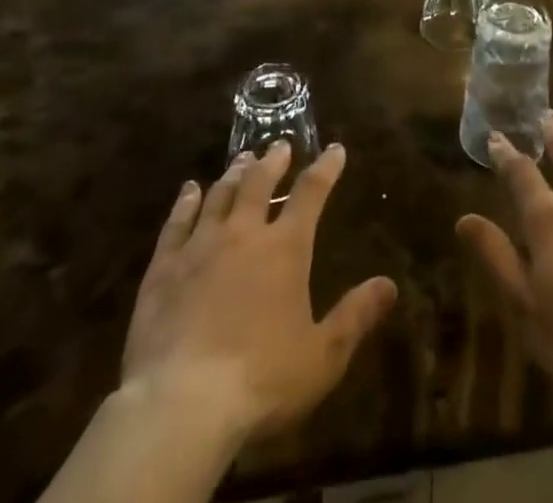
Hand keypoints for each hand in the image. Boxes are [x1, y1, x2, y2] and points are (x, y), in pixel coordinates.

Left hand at [119, 142, 397, 444]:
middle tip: (279, 146)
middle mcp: (243, 234)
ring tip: (242, 160)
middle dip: (273, 161)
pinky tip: (189, 190)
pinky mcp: (163, 270)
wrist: (181, 406)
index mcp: (285, 249)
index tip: (335, 149)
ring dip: (234, 174)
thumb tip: (389, 284)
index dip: (325, 168)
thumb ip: (355, 316)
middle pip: (259, 183)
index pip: (311, 193)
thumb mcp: (322, 357)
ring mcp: (199, 248)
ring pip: (219, 196)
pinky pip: (176, 224)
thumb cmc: (261, 381)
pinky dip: (185, 203)